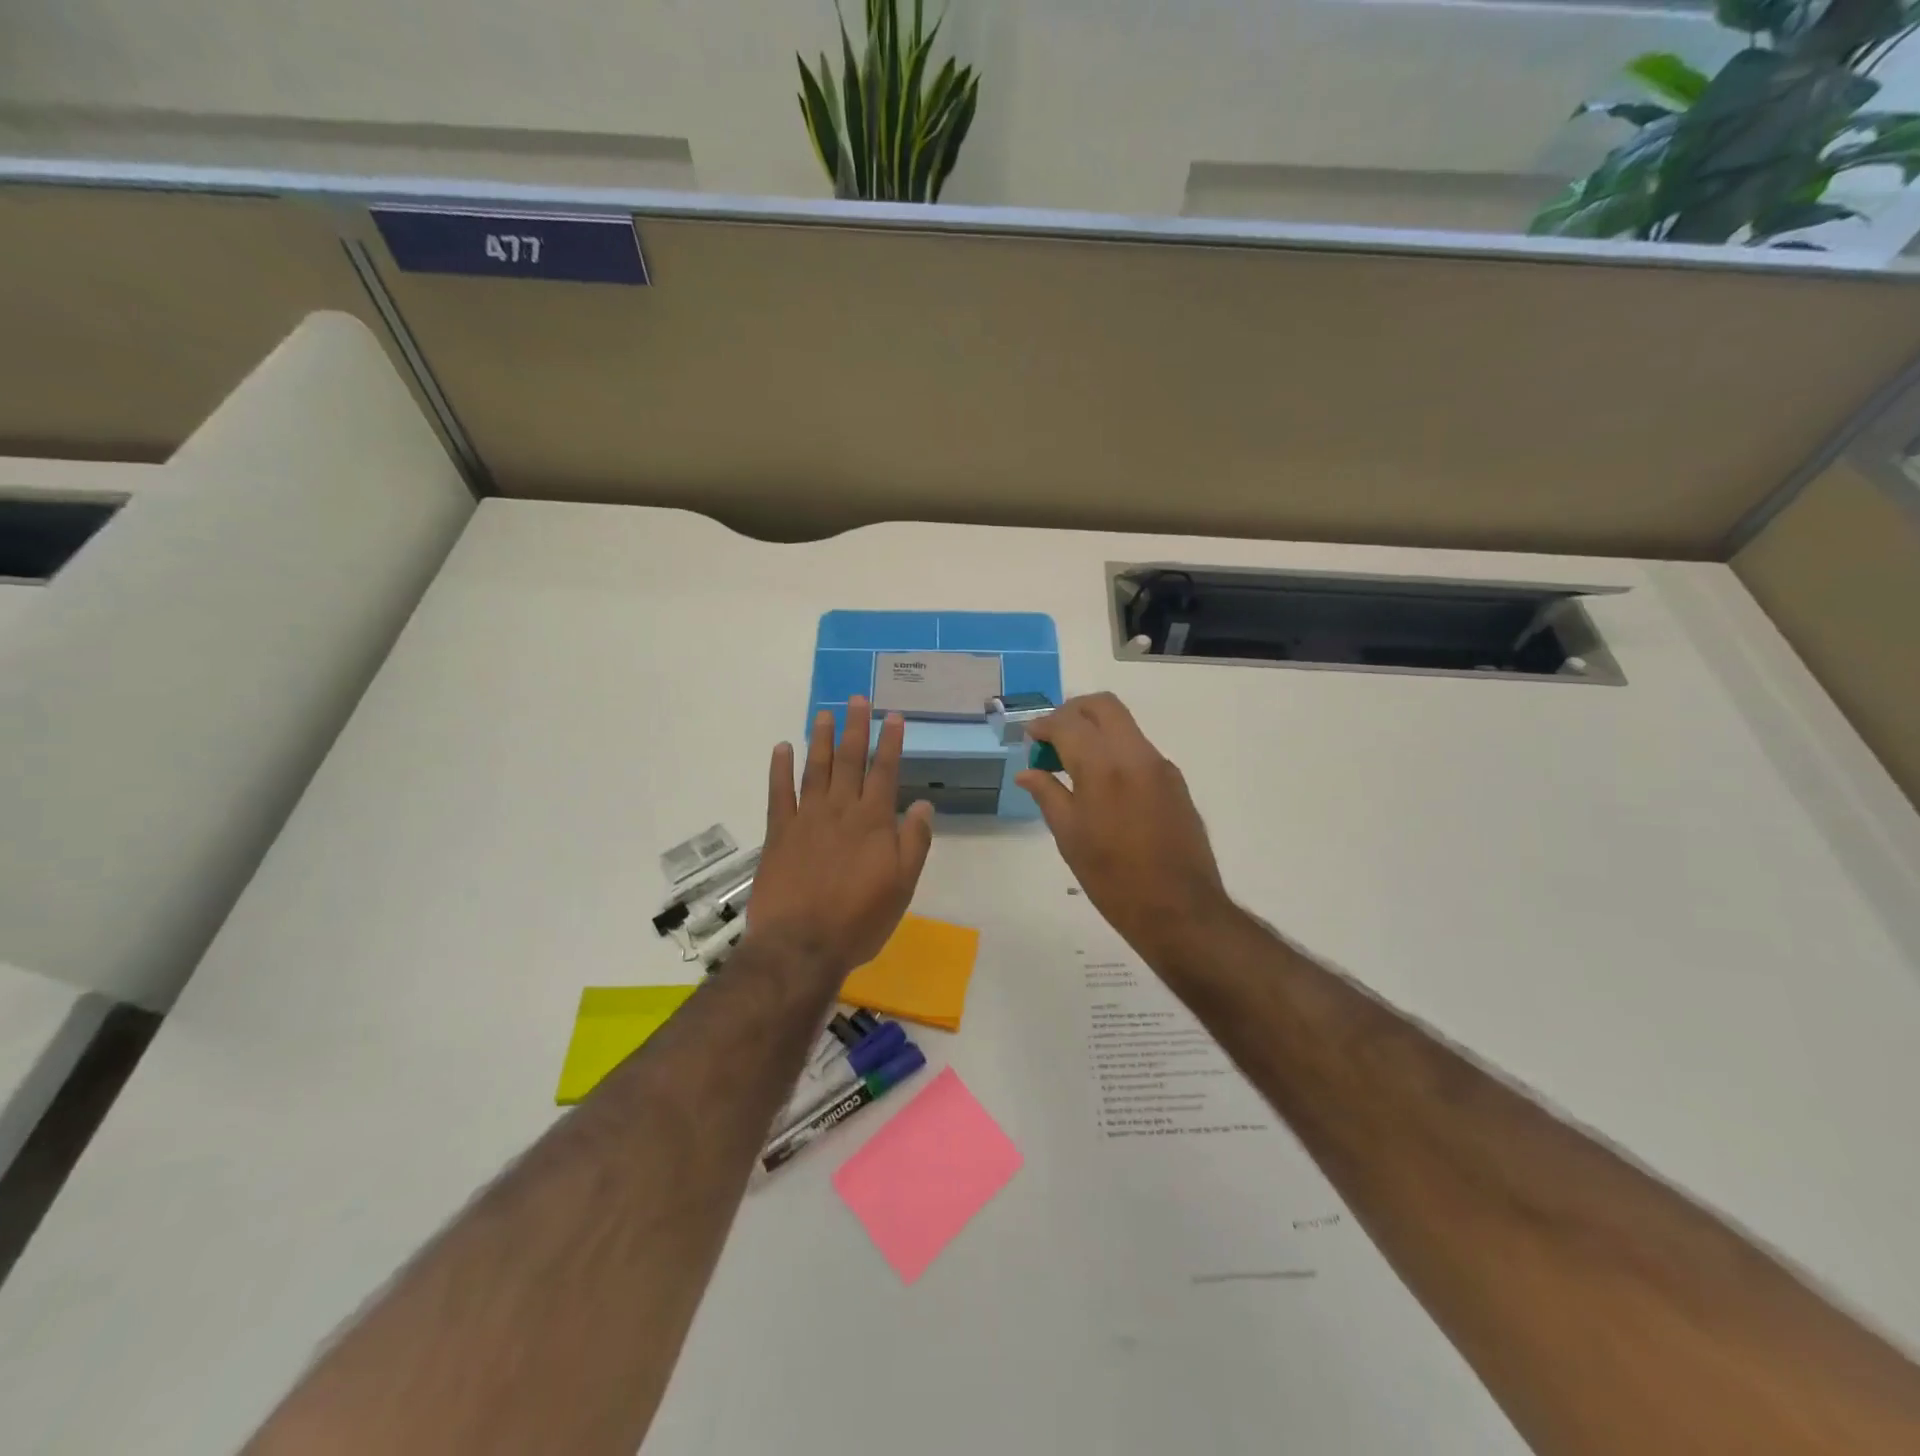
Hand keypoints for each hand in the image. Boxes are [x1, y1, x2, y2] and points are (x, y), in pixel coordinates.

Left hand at [746, 696, 934, 982]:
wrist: (801, 945)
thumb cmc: (859, 920)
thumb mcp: (903, 886)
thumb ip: (914, 842)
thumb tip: (924, 804)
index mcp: (873, 822)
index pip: (885, 772)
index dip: (890, 742)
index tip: (893, 716)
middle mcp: (840, 810)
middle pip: (849, 760)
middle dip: (855, 728)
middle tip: (856, 699)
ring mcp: (806, 819)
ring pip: (815, 769)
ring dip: (820, 739)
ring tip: (824, 713)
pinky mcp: (779, 833)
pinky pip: (779, 793)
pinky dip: (780, 769)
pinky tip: (782, 748)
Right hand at [1016, 693, 1233, 965]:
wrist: (1179, 909)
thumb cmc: (1113, 878)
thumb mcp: (1070, 837)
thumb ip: (1048, 795)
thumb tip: (1027, 772)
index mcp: (1104, 767)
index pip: (1068, 723)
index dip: (1043, 725)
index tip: (1029, 738)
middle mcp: (1136, 755)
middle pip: (1103, 706)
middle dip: (1072, 713)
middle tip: (1052, 738)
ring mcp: (1160, 766)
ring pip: (1124, 726)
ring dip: (1095, 731)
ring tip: (1073, 763)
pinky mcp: (1175, 782)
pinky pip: (1139, 750)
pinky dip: (1115, 751)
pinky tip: (1102, 785)